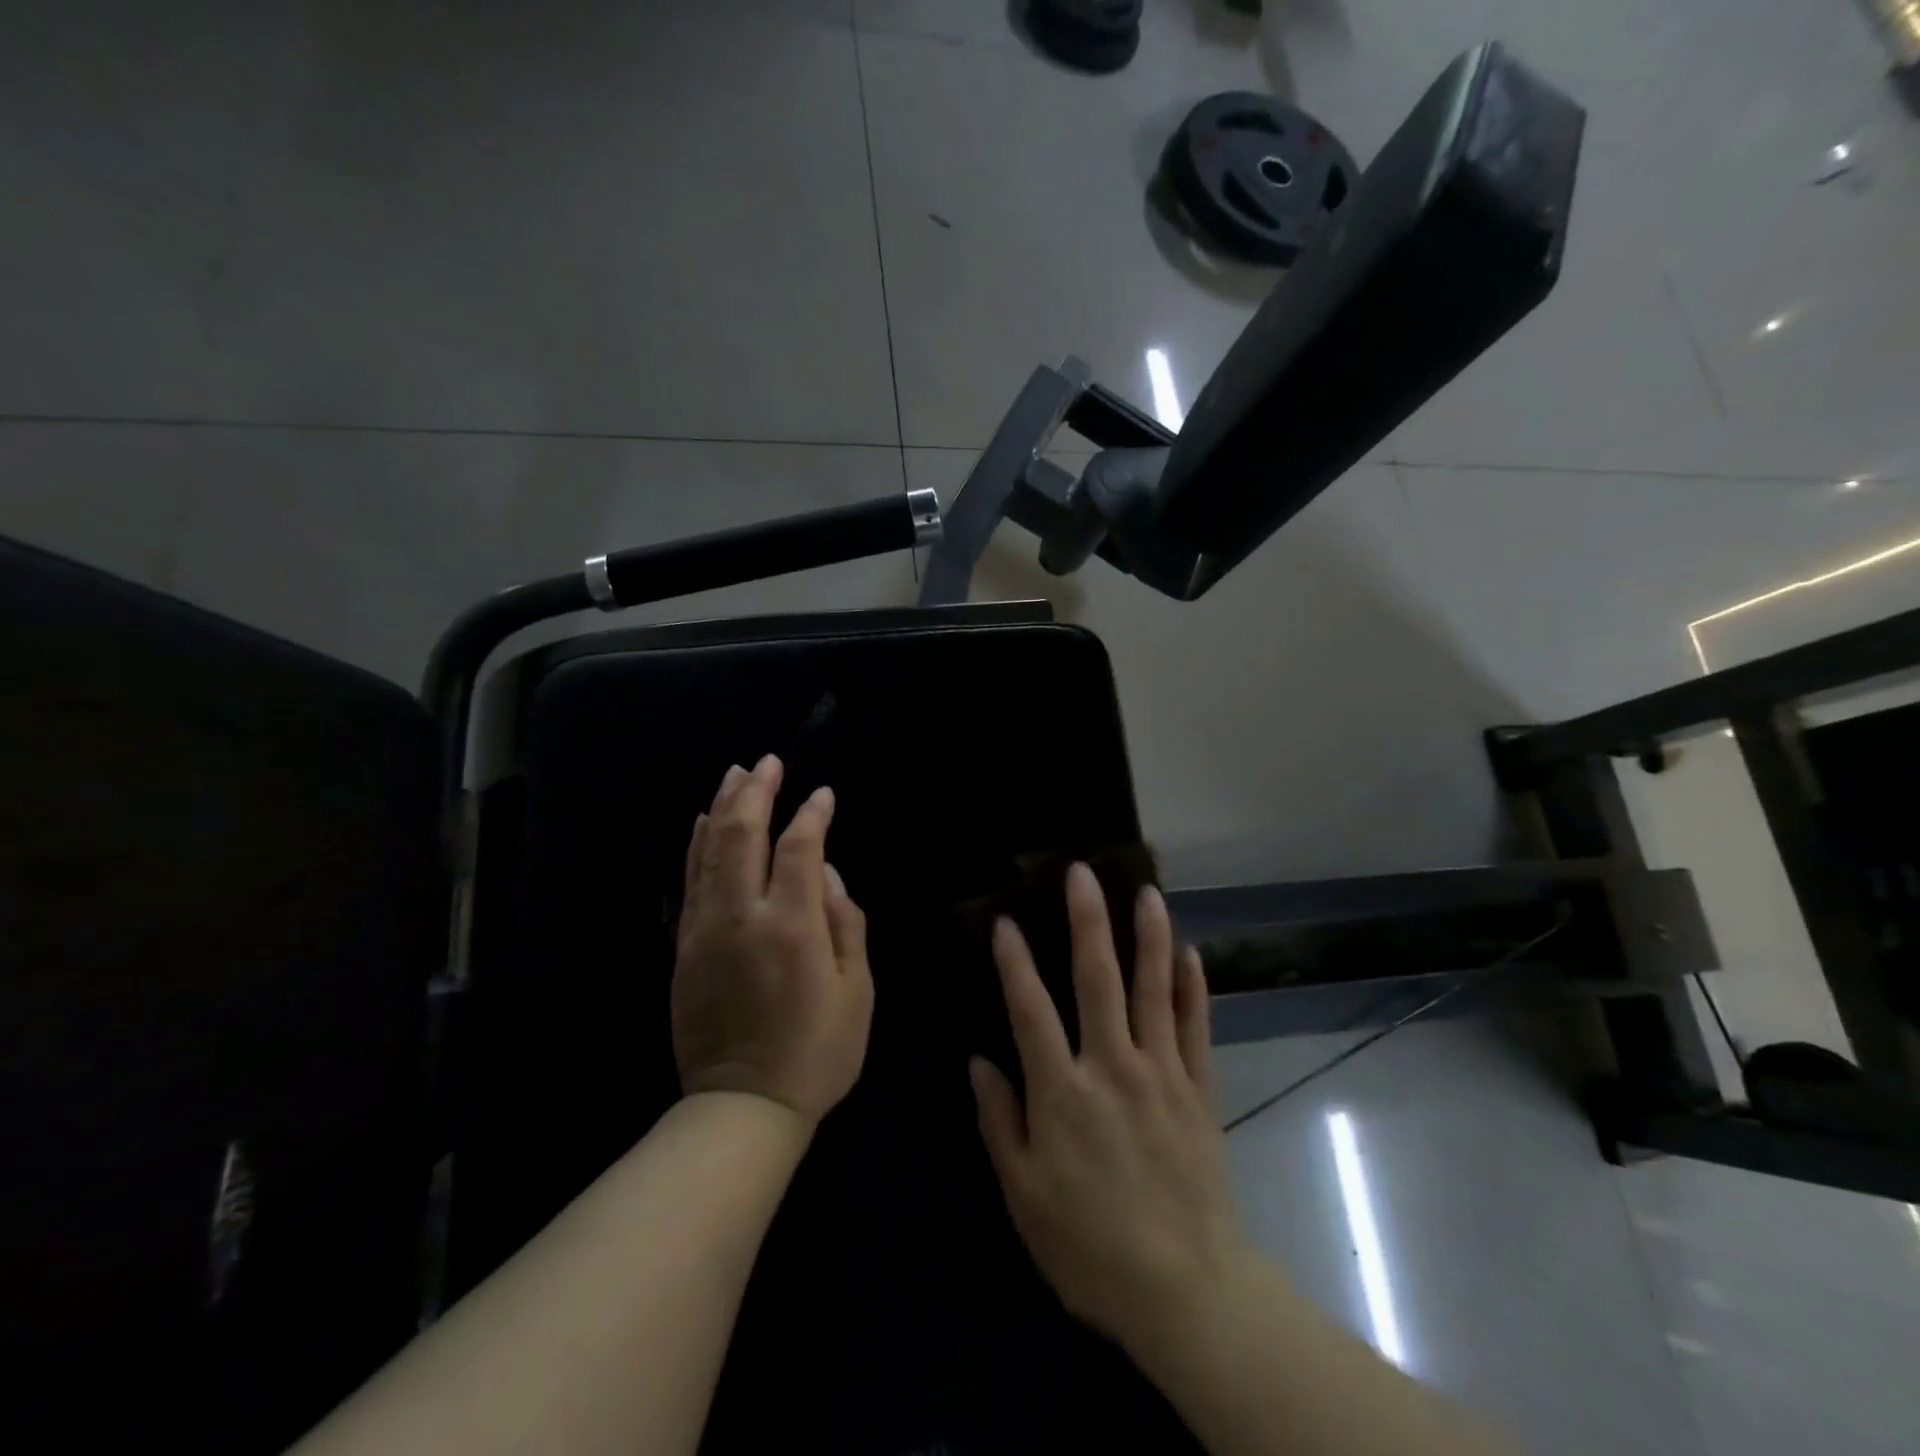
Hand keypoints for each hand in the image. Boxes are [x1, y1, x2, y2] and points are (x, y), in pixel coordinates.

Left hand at [672, 754, 872, 1124]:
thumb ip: (846, 923)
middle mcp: (742, 916)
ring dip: (723, 807)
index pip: (798, 848)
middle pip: (743, 835)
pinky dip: (697, 844)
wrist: (742, 1107)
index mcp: (791, 926)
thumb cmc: (817, 1052)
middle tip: (768, 761)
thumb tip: (828, 874)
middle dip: (757, 792)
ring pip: (709, 850)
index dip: (812, 814)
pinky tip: (702, 822)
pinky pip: (690, 880)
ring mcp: (705, 929)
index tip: (823, 794)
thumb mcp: (857, 991)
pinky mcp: (684, 947)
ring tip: (735, 774)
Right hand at [970, 863, 1244, 1359]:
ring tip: (1147, 892)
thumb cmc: (1090, 1247)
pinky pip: (1195, 1027)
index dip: (1014, 962)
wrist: (1185, 1291)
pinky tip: (1190, 953)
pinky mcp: (1199, 1090)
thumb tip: (979, 1061)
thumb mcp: (1024, 1195)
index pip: (1031, 1010)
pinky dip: (1192, 987)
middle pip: (1098, 980)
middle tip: (1083, 874)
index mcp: (1063, 1093)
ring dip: (1149, 937)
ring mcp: (1162, 1073)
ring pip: (1154, 990)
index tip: (1005, 920)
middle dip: (1088, 922)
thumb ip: (1000, 1121)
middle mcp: (1112, 1067)